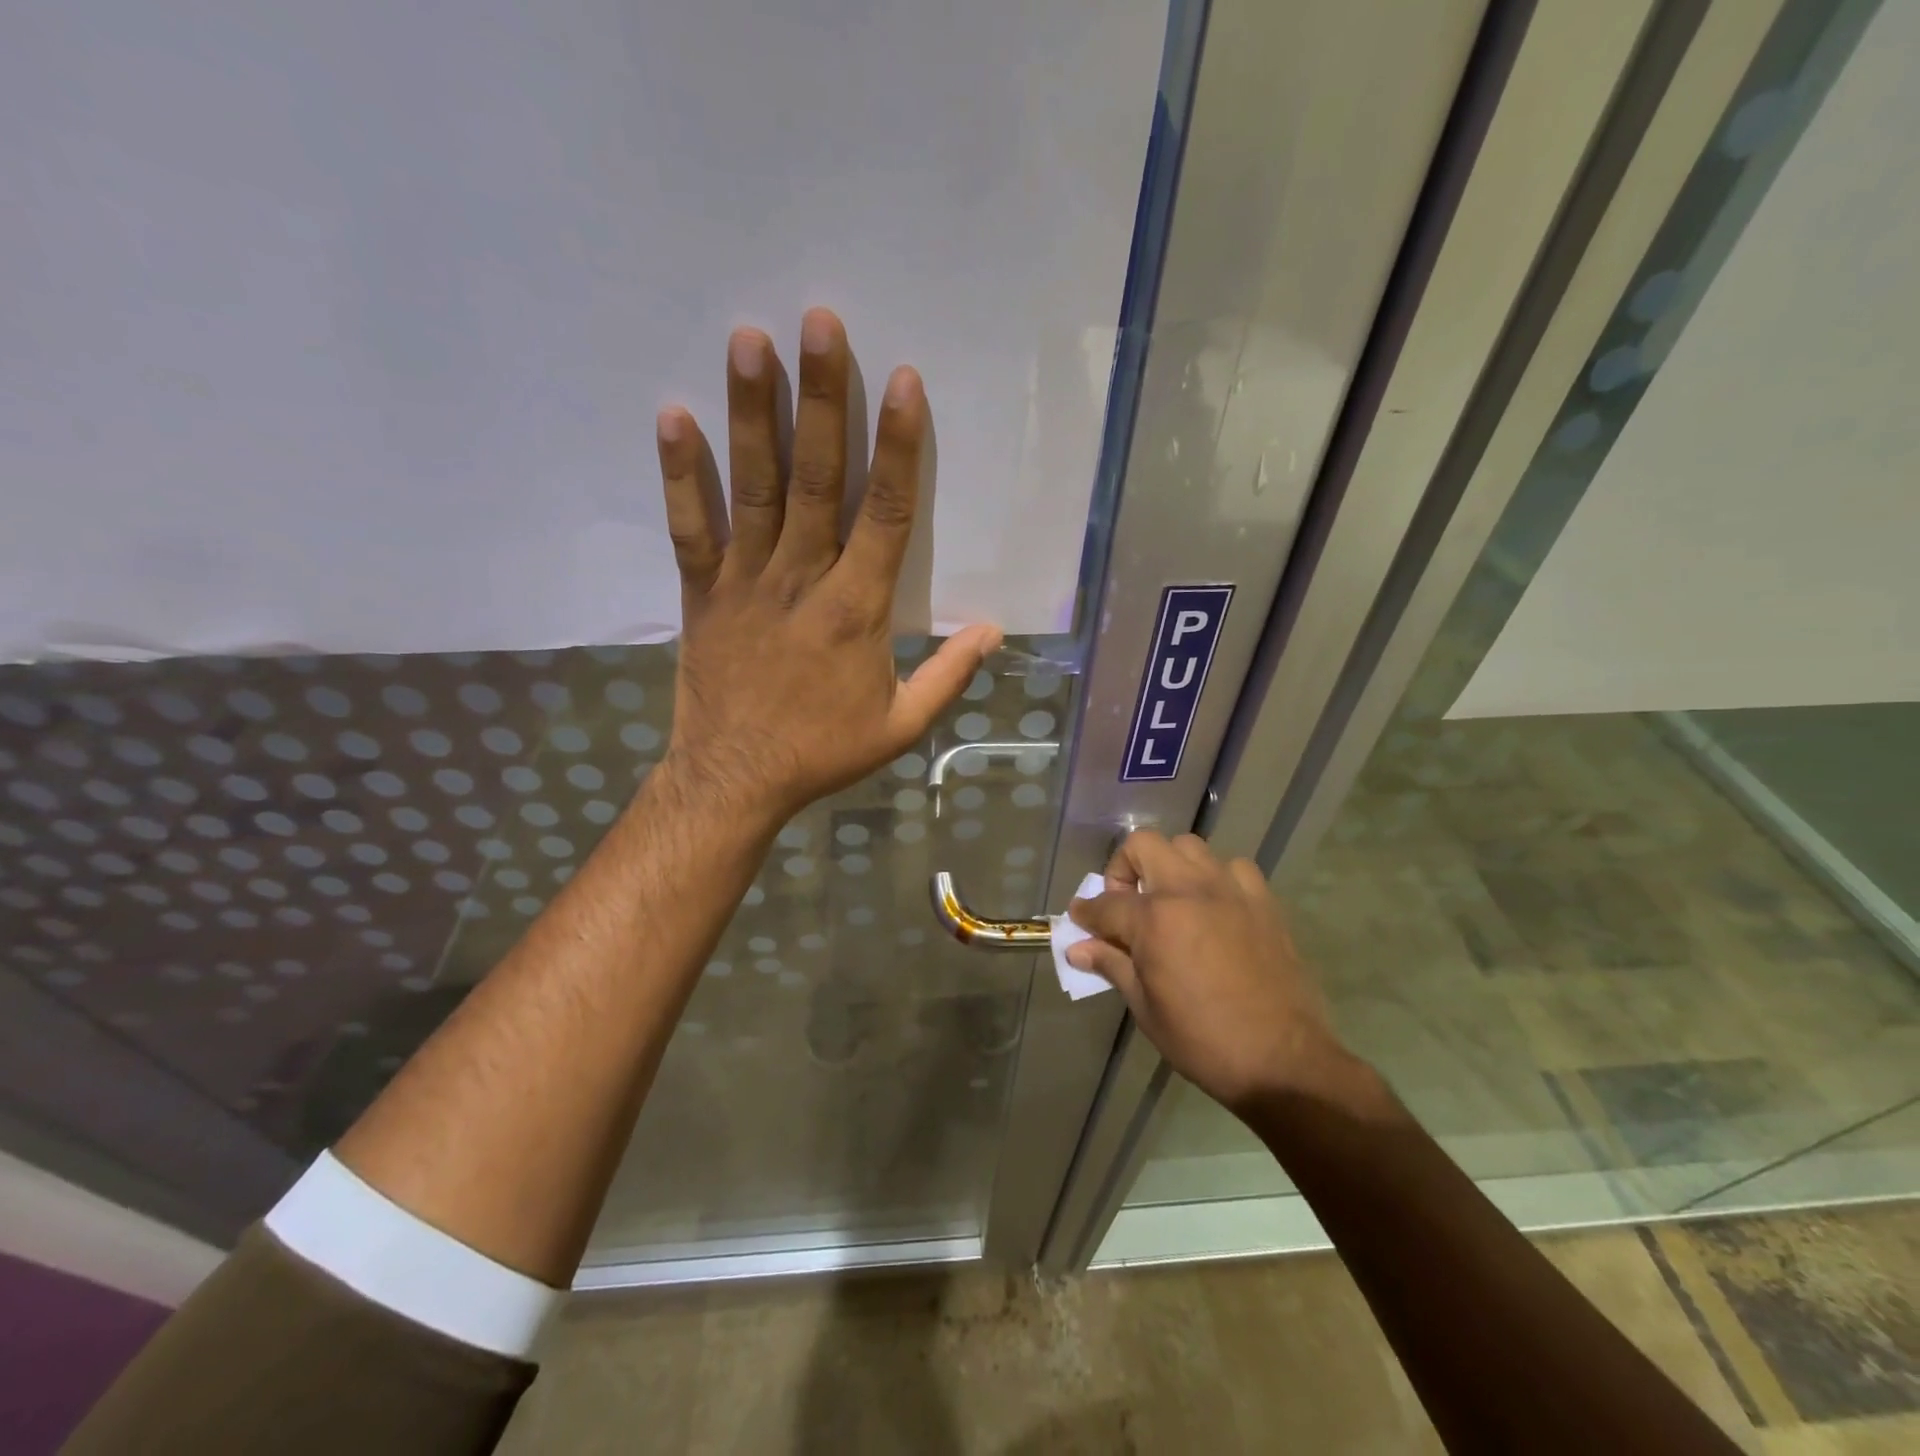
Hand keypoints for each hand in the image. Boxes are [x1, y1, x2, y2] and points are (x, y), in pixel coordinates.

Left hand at [654, 308, 1000, 824]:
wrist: (736, 780)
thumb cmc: (823, 751)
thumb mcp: (902, 726)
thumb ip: (949, 676)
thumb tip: (992, 630)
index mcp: (859, 610)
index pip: (888, 515)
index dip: (899, 448)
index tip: (903, 382)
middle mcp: (803, 580)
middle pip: (817, 479)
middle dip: (822, 399)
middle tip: (821, 322)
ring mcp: (746, 581)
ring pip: (754, 488)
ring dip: (752, 413)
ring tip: (750, 340)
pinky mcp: (701, 592)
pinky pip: (690, 527)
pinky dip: (680, 474)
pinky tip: (673, 415)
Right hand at [1066, 831, 1354, 1112]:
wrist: (1283, 1061)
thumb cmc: (1203, 1040)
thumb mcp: (1145, 1008)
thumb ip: (1111, 965)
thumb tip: (1077, 949)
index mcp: (1154, 919)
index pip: (1104, 903)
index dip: (1085, 912)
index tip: (1080, 920)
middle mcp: (1188, 890)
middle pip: (1143, 845)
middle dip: (1124, 868)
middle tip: (1126, 904)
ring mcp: (1229, 890)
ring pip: (1188, 847)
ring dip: (1169, 867)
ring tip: (1171, 902)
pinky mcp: (1263, 901)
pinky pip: (1233, 868)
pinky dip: (1216, 878)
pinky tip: (1215, 908)